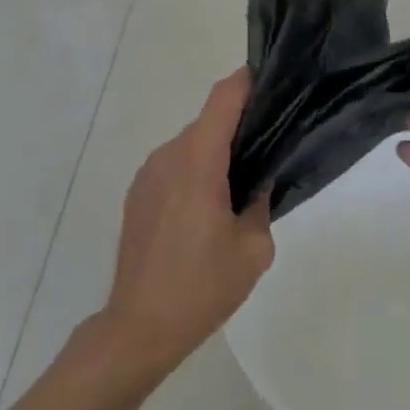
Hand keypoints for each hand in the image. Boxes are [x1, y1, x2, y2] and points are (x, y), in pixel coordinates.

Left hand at [103, 70, 272, 368]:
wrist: (138, 328)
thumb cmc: (201, 287)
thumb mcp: (253, 249)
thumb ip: (261, 203)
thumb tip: (258, 181)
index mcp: (198, 160)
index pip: (224, 97)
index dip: (247, 81)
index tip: (272, 81)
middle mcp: (169, 154)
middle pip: (209, 121)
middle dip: (239, 125)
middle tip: (270, 145)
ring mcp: (148, 173)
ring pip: (191, 144)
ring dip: (215, 152)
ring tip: (239, 185)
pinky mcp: (137, 193)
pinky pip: (174, 165)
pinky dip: (194, 170)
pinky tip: (206, 209)